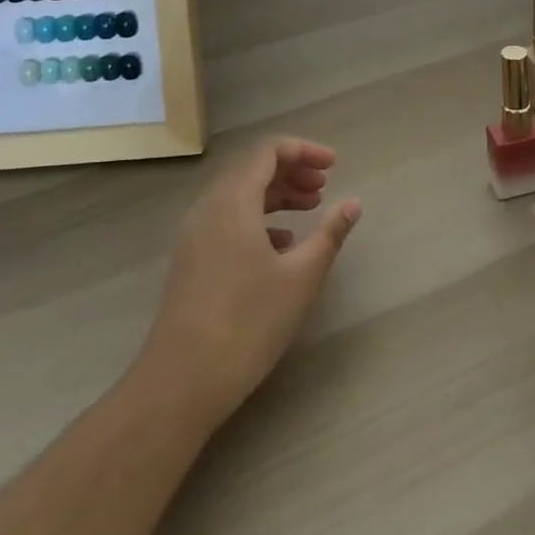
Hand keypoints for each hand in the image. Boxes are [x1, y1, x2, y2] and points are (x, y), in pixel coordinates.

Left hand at [139, 139, 360, 429]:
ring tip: (311, 210)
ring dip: (277, 196)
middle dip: (292, 171)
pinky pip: (228, 221)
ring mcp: (195, 236)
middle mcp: (209, 208)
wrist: (181, 383)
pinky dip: (258, 220)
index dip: (304, 151)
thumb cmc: (247, 322)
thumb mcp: (300, 277)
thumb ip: (330, 234)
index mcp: (233, 201)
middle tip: (324, 187)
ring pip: (240, 196)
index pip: (268, 151)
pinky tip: (282, 245)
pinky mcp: (192, 261)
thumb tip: (353, 203)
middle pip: (253, 169)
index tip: (334, 165)